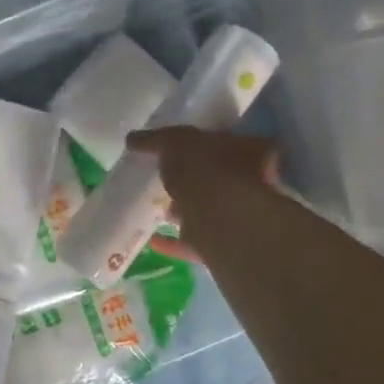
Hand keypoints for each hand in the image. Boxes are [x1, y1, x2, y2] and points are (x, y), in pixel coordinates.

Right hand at [127, 126, 280, 264]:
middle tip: (166, 179)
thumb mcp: (177, 142)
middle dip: (193, 179)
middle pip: (218, 178)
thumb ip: (157, 139)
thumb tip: (132, 138)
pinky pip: (191, 242)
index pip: (228, 142)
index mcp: (249, 151)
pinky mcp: (219, 245)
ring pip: (206, 211)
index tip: (180, 149)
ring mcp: (235, 217)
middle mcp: (251, 184)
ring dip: (184, 211)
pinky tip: (153, 239)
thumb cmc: (207, 169)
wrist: (221, 218)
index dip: (204, 145)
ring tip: (158, 209)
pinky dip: (172, 241)